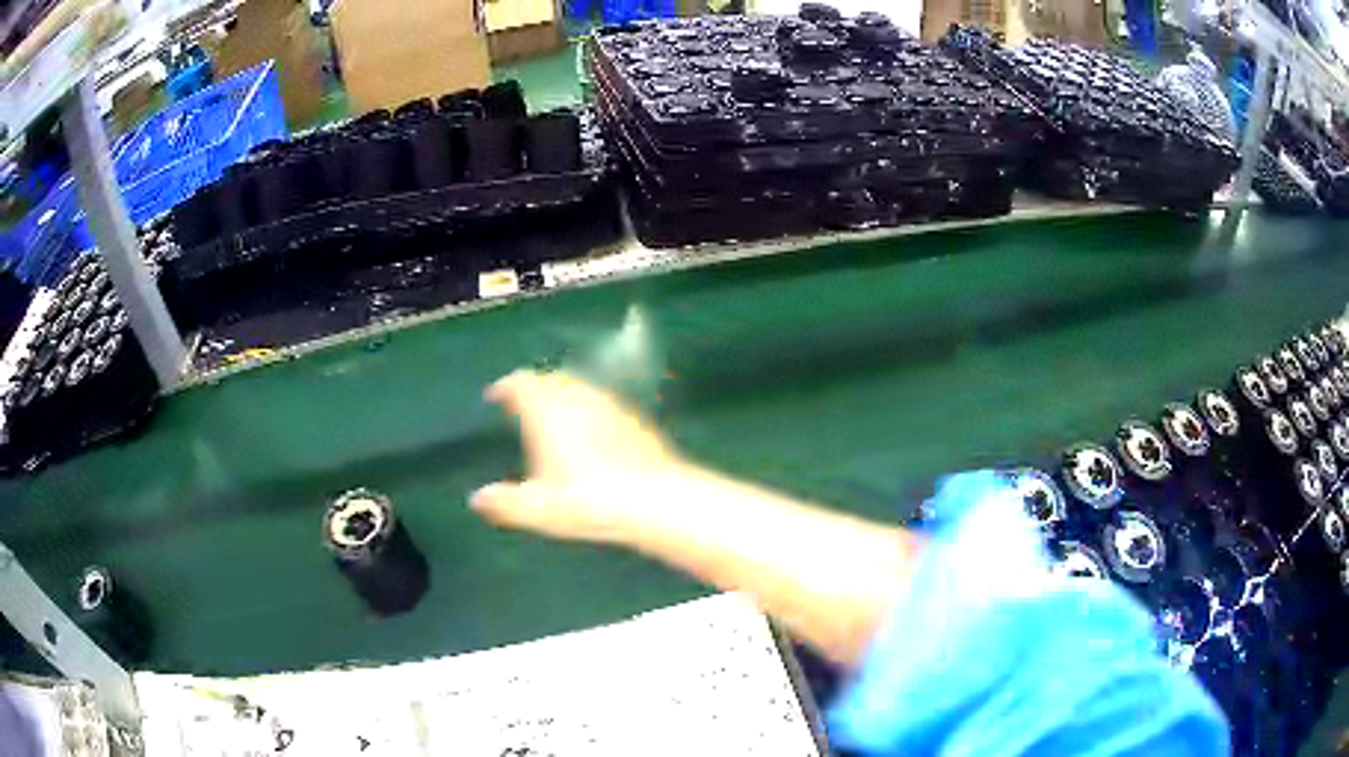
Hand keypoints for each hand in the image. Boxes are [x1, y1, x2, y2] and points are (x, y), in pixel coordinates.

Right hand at [471, 370, 683, 541]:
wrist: (657, 499)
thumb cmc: (589, 501)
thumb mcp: (539, 509)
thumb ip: (505, 503)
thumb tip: (476, 500)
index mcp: (547, 411)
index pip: (521, 383)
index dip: (505, 386)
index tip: (494, 396)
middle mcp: (577, 397)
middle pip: (550, 379)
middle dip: (533, 387)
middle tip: (521, 404)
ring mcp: (610, 405)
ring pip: (579, 387)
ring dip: (561, 394)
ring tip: (552, 416)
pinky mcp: (635, 418)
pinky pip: (601, 402)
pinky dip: (587, 408)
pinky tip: (591, 431)